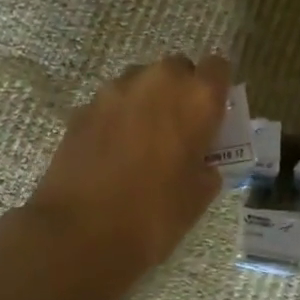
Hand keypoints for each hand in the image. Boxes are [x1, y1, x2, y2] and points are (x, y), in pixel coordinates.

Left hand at [26, 53, 231, 277]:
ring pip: (140, 81)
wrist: (81, 232)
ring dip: (147, 101)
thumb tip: (199, 161)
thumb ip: (206, 165)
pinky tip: (113, 152)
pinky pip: (111, 103)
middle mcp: (157, 81)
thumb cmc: (154, 214)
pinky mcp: (83, 108)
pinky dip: (117, 118)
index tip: (213, 113)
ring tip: (143, 140)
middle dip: (180, 91)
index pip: (218, 67)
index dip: (216, 88)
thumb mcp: (199, 195)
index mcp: (196, 98)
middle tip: (179, 128)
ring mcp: (115, 91)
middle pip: (176, 68)